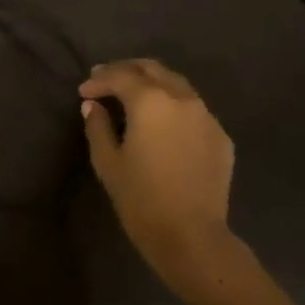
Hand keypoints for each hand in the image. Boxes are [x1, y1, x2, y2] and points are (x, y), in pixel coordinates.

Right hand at [80, 59, 237, 301]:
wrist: (191, 235)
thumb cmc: (140, 199)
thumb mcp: (108, 162)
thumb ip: (98, 127)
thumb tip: (93, 106)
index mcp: (151, 101)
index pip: (120, 76)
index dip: (98, 80)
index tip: (84, 92)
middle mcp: (182, 99)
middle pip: (153, 69)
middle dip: (127, 70)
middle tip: (106, 80)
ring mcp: (206, 116)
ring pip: (177, 84)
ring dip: (153, 84)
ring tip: (133, 97)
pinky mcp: (220, 136)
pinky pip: (193, 109)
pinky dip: (173, 106)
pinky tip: (162, 124)